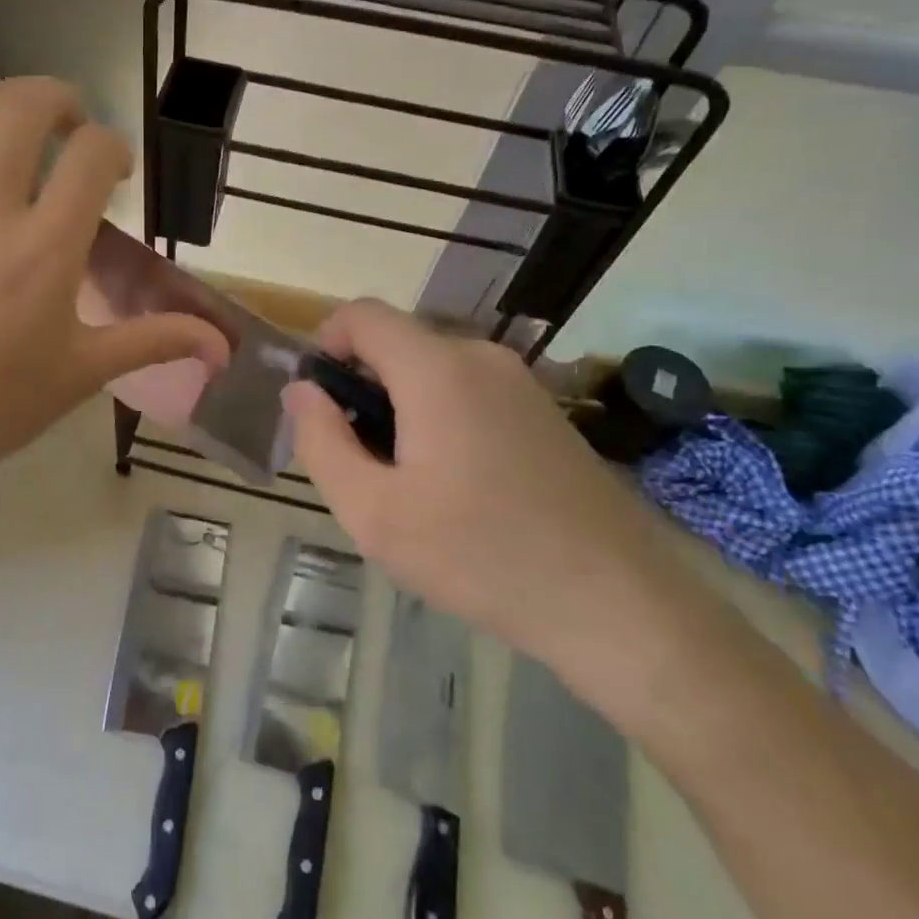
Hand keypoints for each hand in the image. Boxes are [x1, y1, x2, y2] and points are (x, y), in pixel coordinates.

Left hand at [0, 80, 228, 564]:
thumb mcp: (84, 372)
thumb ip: (155, 341)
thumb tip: (221, 346)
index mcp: (47, 248)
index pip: (91, 155)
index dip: (113, 147)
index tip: (114, 173)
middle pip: (24, 109)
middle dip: (58, 99)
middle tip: (69, 123)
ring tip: (11, 117)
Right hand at [282, 300, 669, 682]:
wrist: (618, 604)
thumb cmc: (480, 556)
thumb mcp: (374, 513)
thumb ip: (321, 442)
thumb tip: (300, 391)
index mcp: (437, 368)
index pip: (362, 315)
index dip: (325, 345)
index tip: (318, 404)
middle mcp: (481, 357)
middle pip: (397, 344)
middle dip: (362, 389)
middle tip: (361, 463)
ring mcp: (521, 382)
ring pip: (433, 371)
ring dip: (401, 408)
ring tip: (409, 485)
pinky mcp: (543, 411)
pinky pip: (470, 392)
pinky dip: (441, 418)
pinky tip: (457, 489)